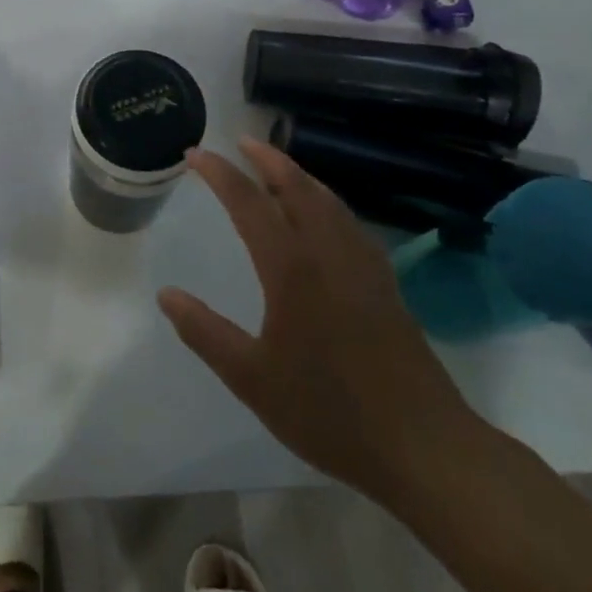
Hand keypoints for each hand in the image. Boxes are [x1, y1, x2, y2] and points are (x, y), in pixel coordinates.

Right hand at [158, 137, 484, 504]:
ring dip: (299, 175)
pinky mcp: (386, 286)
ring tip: (278, 166)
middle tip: (241, 142)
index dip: (220, 174)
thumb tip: (166, 294)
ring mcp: (364, 267)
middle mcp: (329, 254)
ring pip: (329, 201)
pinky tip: (325, 217)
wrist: (425, 449)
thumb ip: (205, 332)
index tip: (195, 156)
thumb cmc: (329, 411)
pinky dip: (327, 201)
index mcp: (292, 269)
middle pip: (297, 187)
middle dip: (267, 159)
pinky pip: (350, 223)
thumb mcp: (251, 378)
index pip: (249, 203)